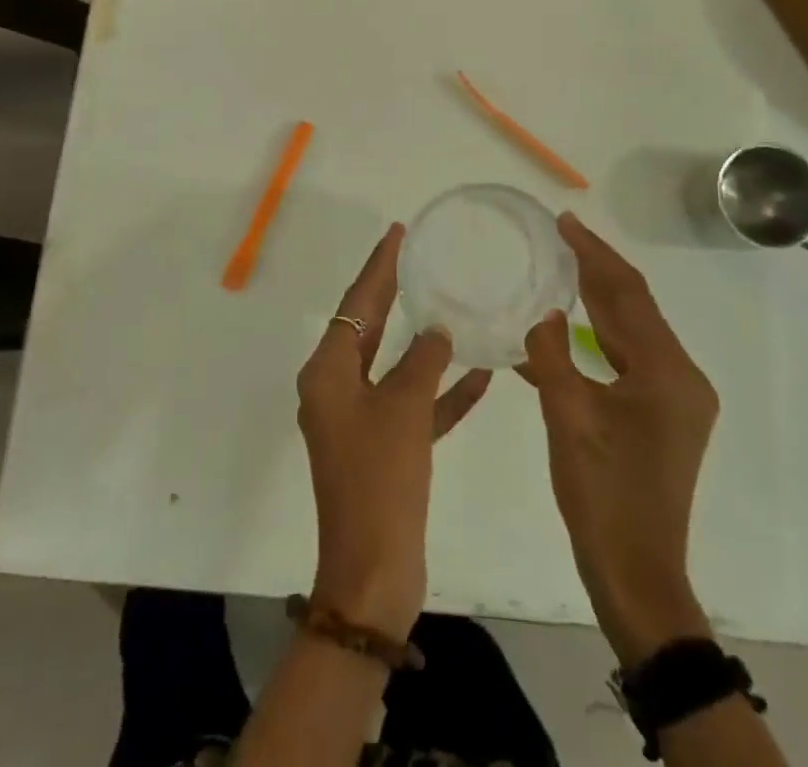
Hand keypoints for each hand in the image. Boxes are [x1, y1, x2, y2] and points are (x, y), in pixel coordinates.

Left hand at [296, 223, 492, 637]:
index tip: (396, 234)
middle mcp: (337, 389)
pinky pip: (413, 406)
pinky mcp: (383, 448)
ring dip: (423, 341)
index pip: (356, 304)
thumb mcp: (404, 409)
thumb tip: (437, 330)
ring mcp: (359, 420)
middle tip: (417, 256)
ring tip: (450, 303)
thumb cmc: (380, 479)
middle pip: (369, 327)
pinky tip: (479, 374)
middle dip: (394, 292)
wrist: (373, 573)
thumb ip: (422, 361)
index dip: (378, 267)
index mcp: (328, 372)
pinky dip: (440, 391)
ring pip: (393, 365)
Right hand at [519, 213, 719, 666]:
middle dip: (597, 269)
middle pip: (634, 308)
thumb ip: (551, 356)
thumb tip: (541, 313)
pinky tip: (567, 330)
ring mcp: (678, 398)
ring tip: (562, 268)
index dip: (594, 254)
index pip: (627, 295)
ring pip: (632, 331)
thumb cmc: (603, 496)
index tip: (565, 222)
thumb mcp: (568, 419)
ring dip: (598, 300)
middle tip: (561, 235)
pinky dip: (599, 337)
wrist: (637, 575)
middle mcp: (682, 377)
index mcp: (667, 373)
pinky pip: (629, 358)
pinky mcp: (666, 415)